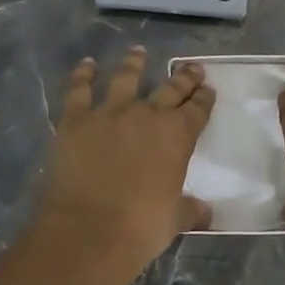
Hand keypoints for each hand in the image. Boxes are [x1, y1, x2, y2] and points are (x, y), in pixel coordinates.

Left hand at [26, 48, 215, 284]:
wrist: (87, 232)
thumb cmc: (139, 228)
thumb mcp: (174, 220)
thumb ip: (190, 210)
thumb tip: (206, 212)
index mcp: (178, 136)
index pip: (197, 109)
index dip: (204, 98)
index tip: (208, 89)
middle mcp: (147, 115)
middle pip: (170, 89)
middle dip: (183, 77)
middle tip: (191, 68)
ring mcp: (110, 113)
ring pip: (126, 77)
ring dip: (134, 63)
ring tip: (139, 52)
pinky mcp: (76, 119)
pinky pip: (79, 89)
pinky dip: (83, 75)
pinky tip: (87, 65)